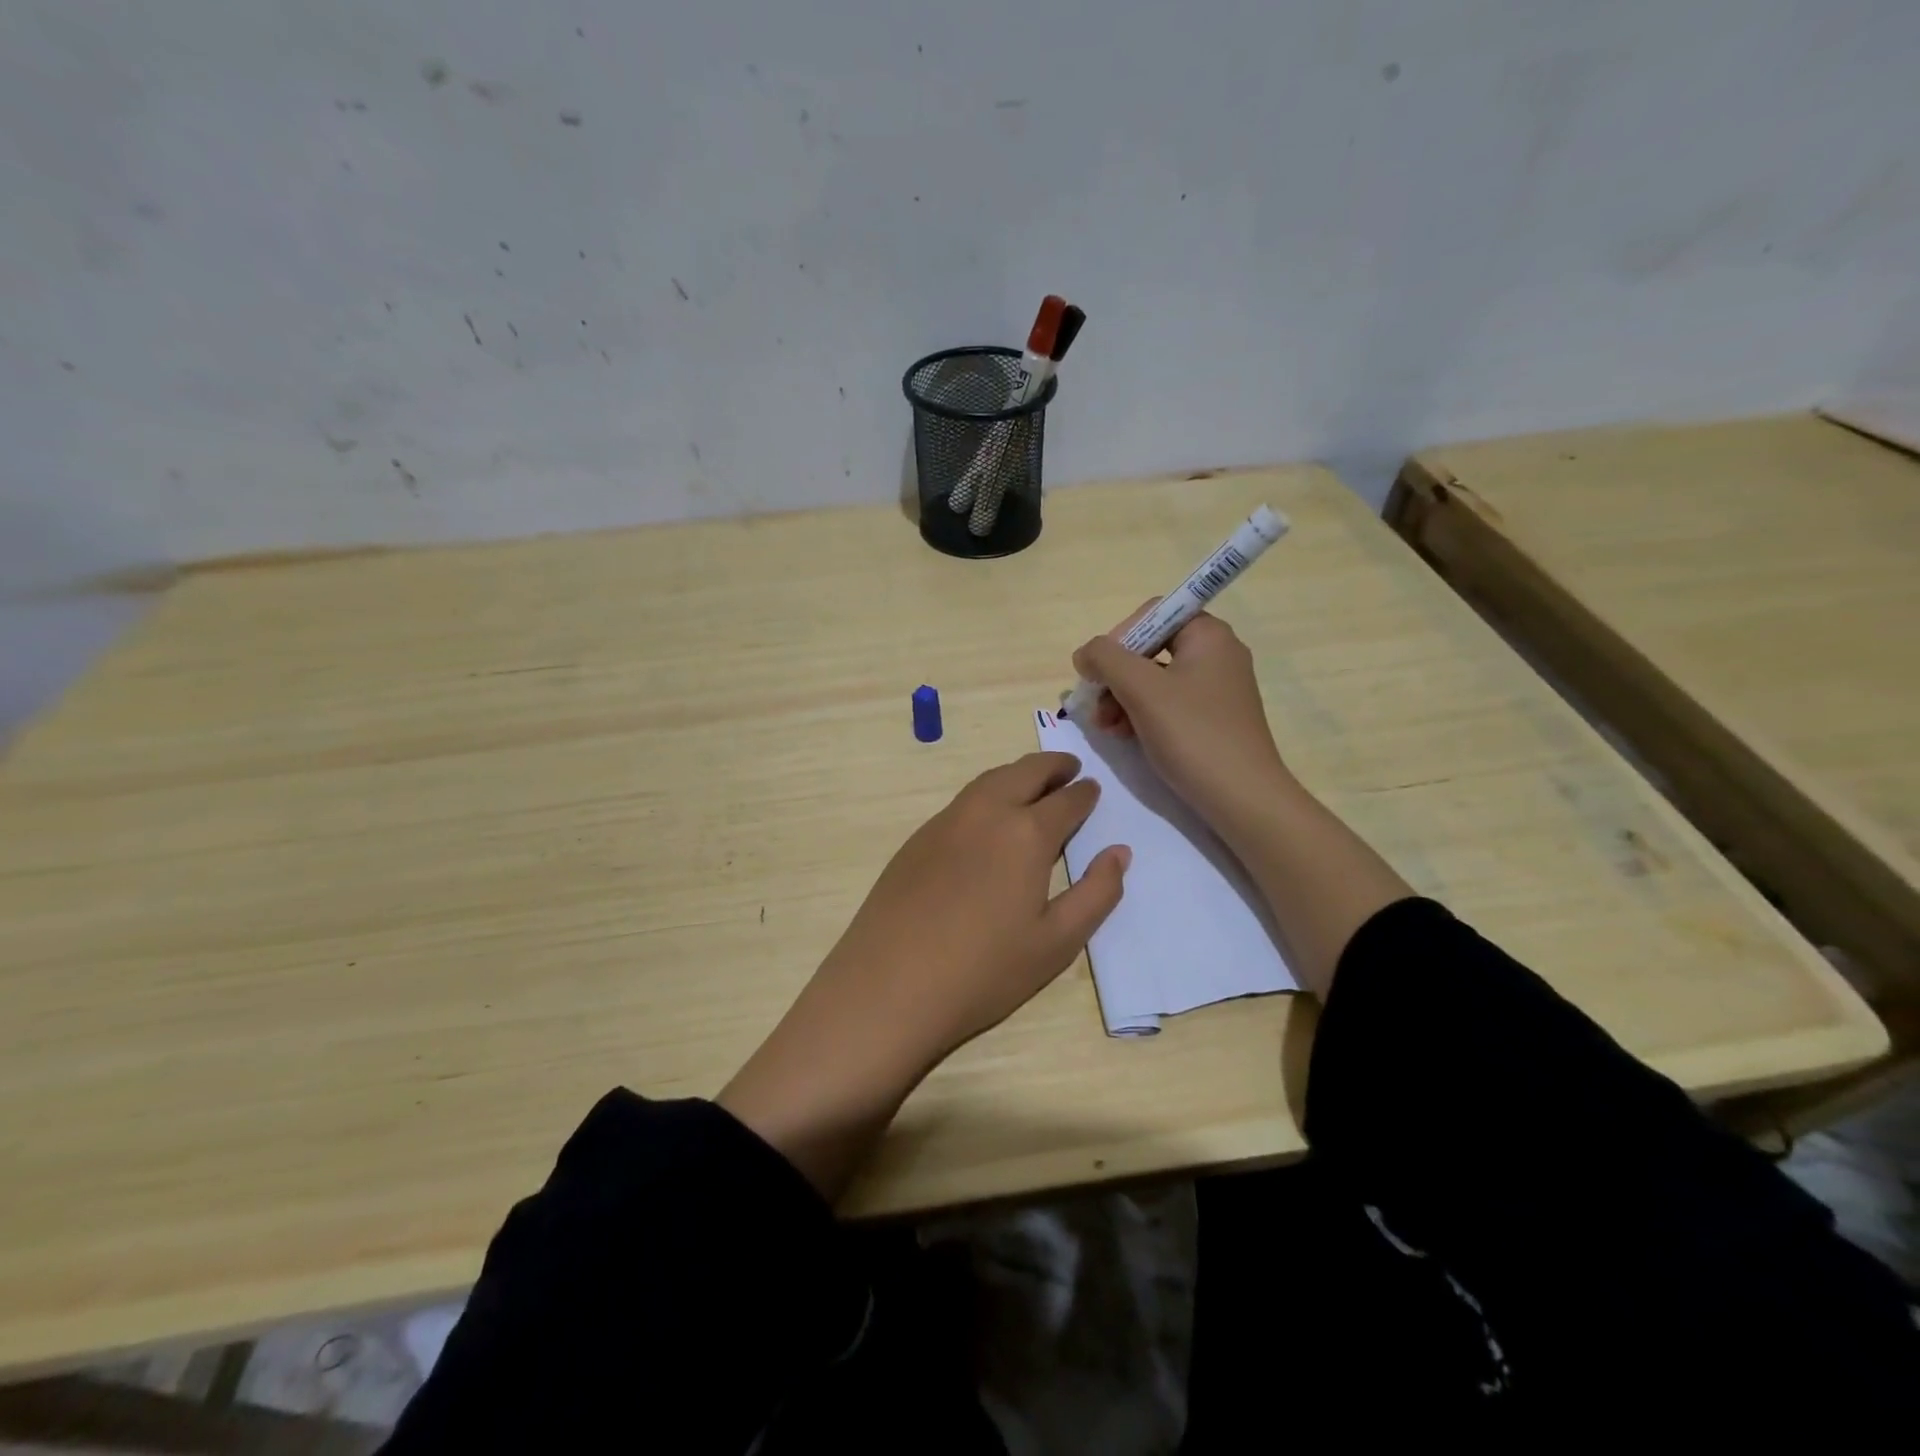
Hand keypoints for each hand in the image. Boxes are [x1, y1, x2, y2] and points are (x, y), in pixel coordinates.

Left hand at [719, 752, 1129, 1198]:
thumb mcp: (1056, 942)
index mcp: (1025, 833)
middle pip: (1024, 772)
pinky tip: (988, 817)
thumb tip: (1120, 853)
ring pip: (989, 780)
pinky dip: (987, 793)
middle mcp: (985, 813)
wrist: (889, 986)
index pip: (1066, 800)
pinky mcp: (916, 838)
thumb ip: (1097, 893)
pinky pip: (962, 801)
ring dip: (1017, 774)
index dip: (1084, 794)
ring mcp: (945, 822)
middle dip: (1052, 766)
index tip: (1093, 789)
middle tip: (1069, 768)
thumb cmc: (983, 971)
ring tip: (1033, 783)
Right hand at [1072, 605, 1290, 838]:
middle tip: (1095, 705)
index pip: (1152, 615)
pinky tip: (1125, 736)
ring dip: (1122, 698)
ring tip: (1106, 727)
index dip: (1119, 637)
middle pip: (1150, 648)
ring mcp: (1216, 688)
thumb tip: (1086, 653)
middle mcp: (1216, 654)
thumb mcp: (1141, 689)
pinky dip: (1142, 714)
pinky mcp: (1213, 718)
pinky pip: (1168, 703)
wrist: (1242, 798)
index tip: (1099, 671)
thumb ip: (1106, 659)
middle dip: (1116, 675)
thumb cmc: (1192, 734)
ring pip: (1155, 679)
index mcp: (1208, 635)